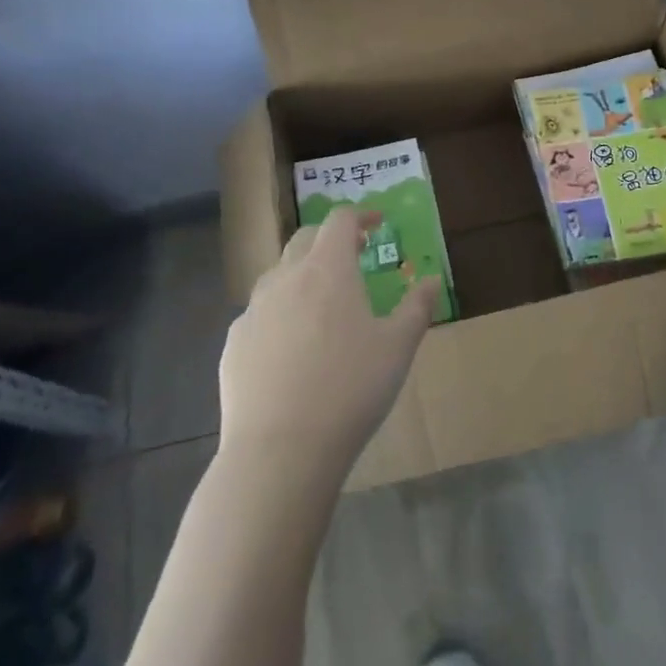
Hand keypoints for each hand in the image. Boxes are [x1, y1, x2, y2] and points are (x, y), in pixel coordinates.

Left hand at [219, 208, 432, 479]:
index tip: (376, 223)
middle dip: (330, 240)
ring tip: (322, 302)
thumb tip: (432, 279)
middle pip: (306, 239)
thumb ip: (417, 307)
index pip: (340, 220)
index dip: (360, 215)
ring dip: (302, 275)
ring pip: (279, 275)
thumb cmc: (350, 390)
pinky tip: (290, 348)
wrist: (279, 450)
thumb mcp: (398, 349)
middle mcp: (286, 277)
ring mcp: (254, 310)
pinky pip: (260, 314)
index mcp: (328, 269)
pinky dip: (280, 314)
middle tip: (353, 256)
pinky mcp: (234, 343)